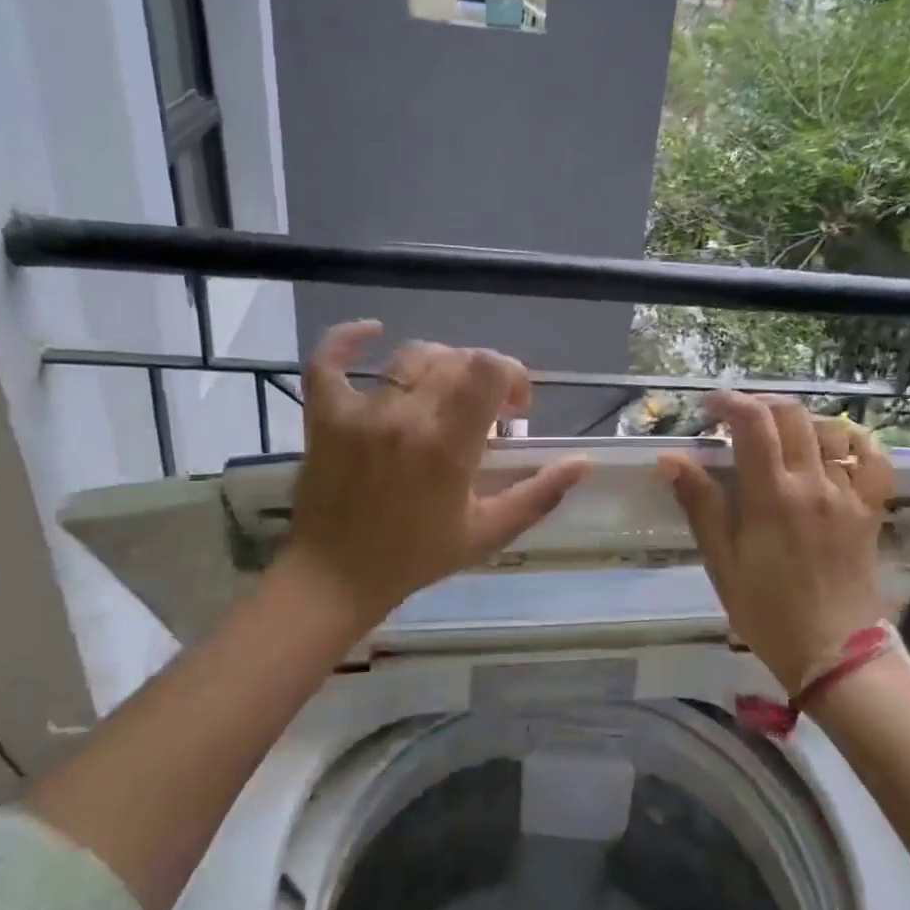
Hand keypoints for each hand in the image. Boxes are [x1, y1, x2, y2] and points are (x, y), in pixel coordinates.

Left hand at [277, 322, 587, 630]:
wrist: (335, 578)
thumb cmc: (416, 557)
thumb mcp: (488, 533)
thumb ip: (539, 494)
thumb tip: (584, 462)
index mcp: (448, 446)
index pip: (489, 370)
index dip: (513, 375)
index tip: (517, 407)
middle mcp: (405, 417)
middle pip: (456, 359)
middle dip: (483, 375)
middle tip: (487, 410)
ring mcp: (360, 412)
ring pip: (411, 356)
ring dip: (441, 364)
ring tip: (447, 392)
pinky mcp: (325, 415)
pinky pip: (329, 361)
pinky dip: (348, 339)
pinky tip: (372, 331)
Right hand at [660, 395, 893, 693]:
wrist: (833, 653)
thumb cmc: (766, 612)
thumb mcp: (722, 562)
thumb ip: (700, 505)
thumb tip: (671, 459)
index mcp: (770, 496)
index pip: (752, 423)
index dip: (729, 402)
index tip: (709, 407)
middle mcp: (812, 483)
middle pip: (792, 416)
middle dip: (760, 405)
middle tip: (738, 419)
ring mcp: (847, 495)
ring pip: (831, 430)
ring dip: (801, 420)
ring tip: (781, 434)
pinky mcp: (869, 510)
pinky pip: (873, 461)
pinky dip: (856, 443)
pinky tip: (837, 446)